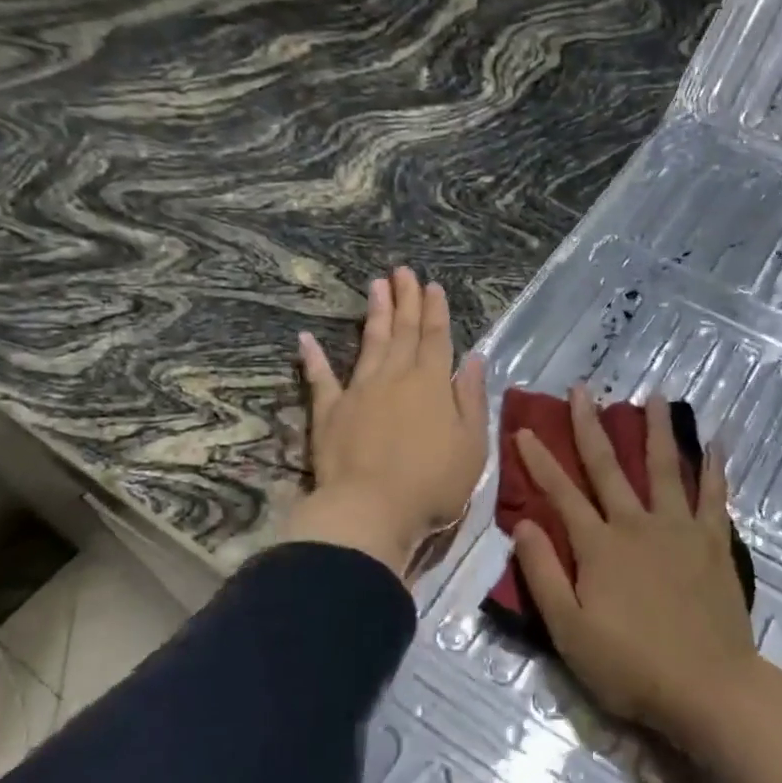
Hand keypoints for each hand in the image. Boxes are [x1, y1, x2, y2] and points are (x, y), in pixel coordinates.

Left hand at [280, 267, 487, 580]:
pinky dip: (314, 358)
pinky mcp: (330, 413)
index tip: (432, 285)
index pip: (436, 338)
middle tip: (402, 271)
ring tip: (376, 286)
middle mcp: (395, 378)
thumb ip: (472, 399)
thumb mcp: (472, 445)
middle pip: (403, 332)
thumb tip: (475, 359)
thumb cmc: (432, 484)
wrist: (371, 511)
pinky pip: (321, 378)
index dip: (435, 311)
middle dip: (406, 300)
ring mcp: (359, 392)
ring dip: (375, 315)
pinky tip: (306, 339)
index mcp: (432, 384)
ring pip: (370, 344)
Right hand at [512, 387, 757, 737]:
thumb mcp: (569, 629)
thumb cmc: (630, 665)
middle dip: (590, 427)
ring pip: (664, 468)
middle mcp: (636, 524)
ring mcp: (679, 529)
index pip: (561, 493)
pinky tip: (716, 441)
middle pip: (609, 467)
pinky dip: (714, 467)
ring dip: (656, 430)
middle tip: (582, 391)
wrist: (707, 687)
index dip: (539, 461)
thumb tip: (522, 523)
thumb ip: (543, 573)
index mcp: (599, 545)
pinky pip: (714, 495)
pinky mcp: (713, 542)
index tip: (524, 430)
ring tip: (654, 396)